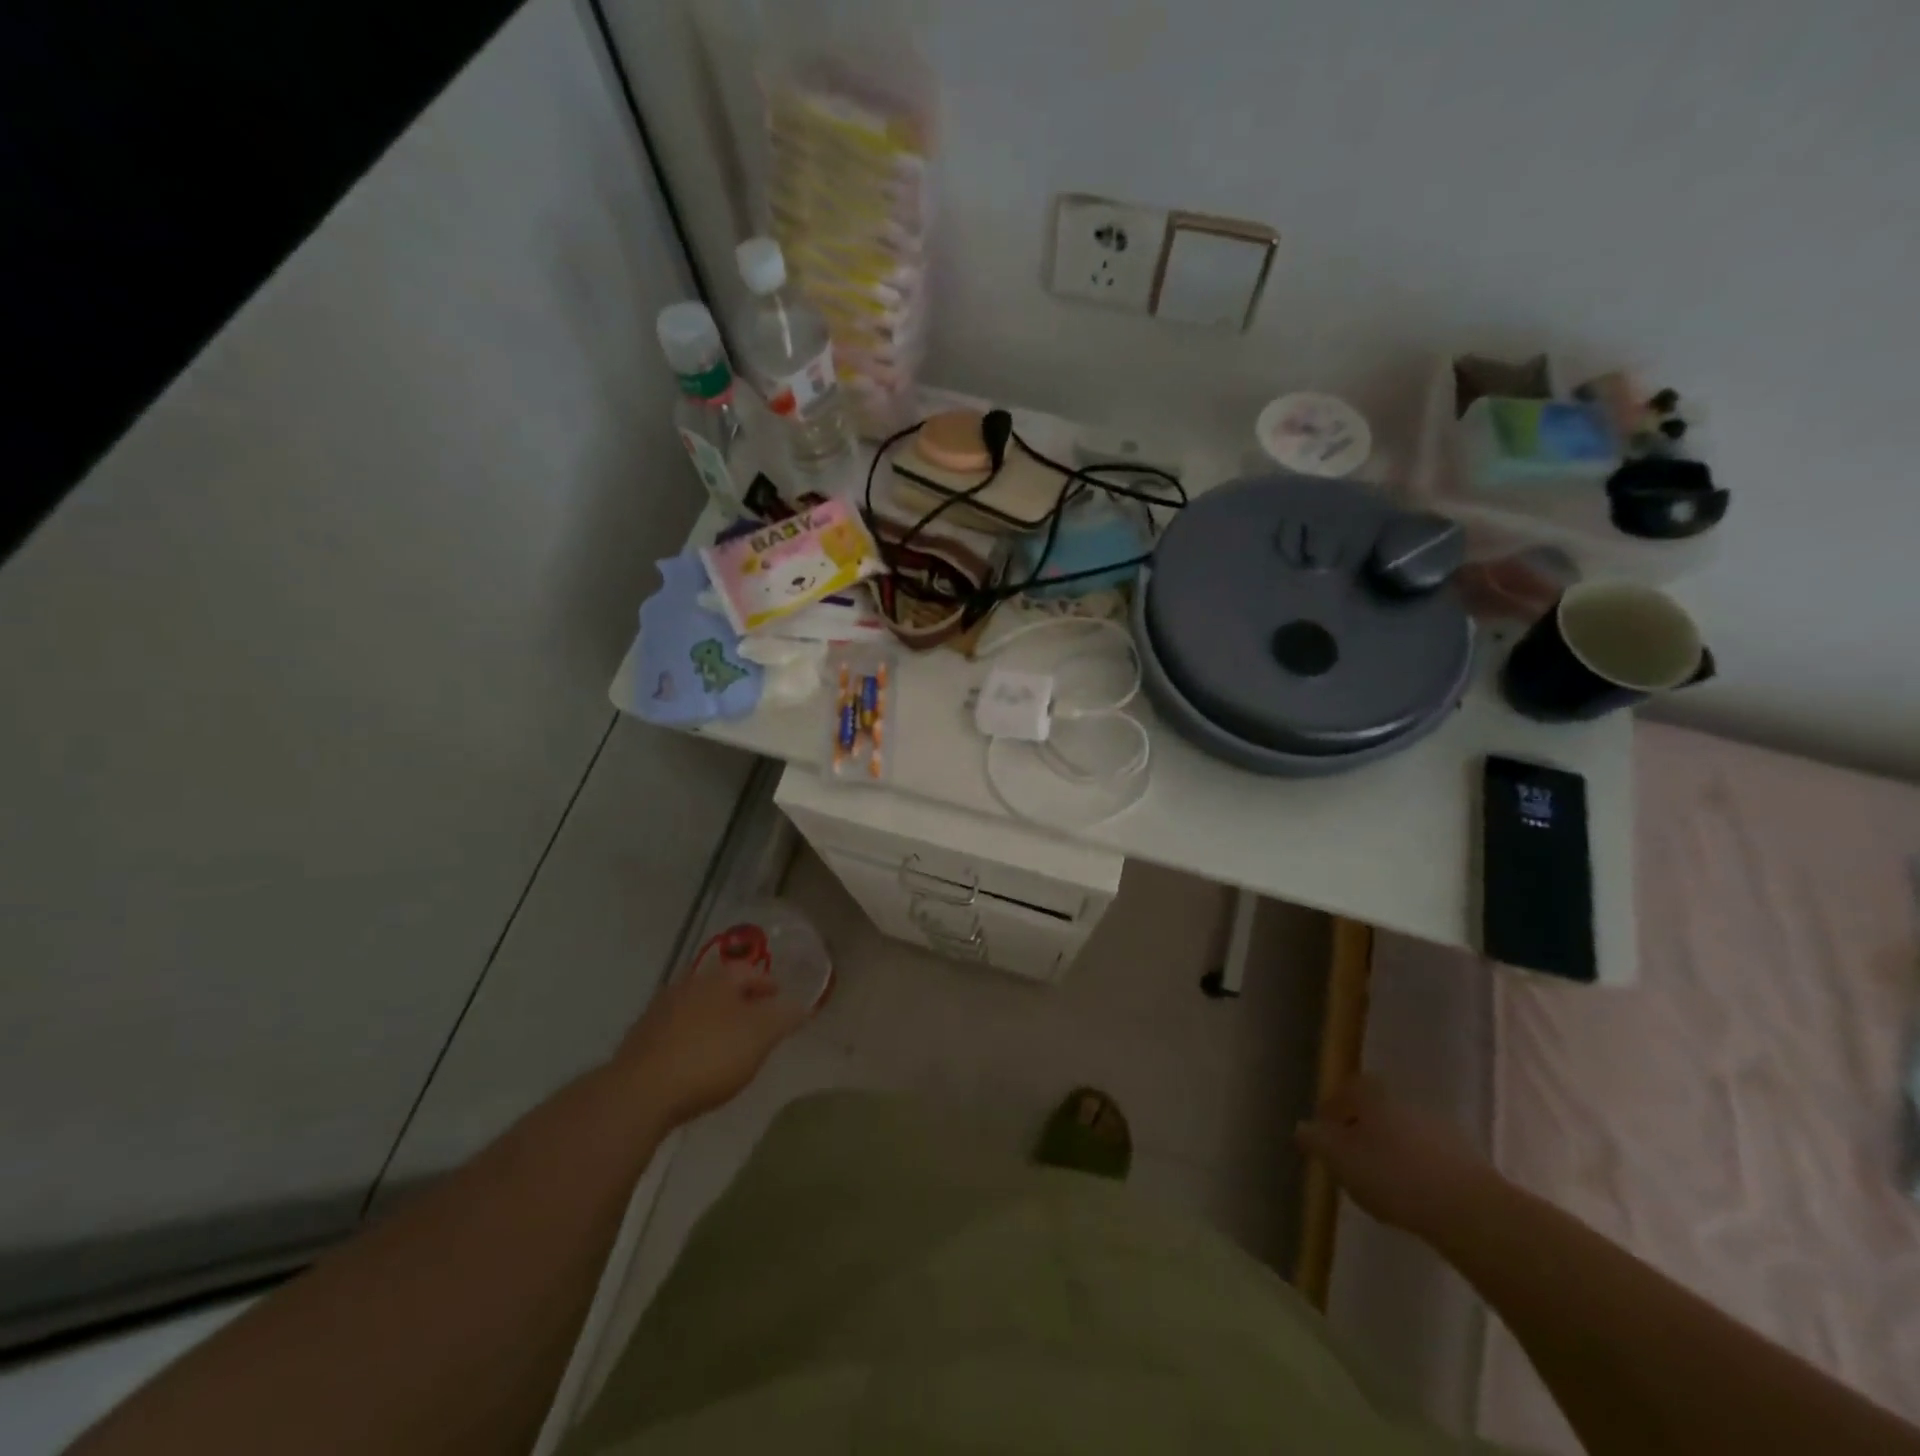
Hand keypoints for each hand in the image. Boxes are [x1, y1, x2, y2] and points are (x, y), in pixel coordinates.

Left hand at [613, 960, 809, 1124]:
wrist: (639, 1093)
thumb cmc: (709, 1057)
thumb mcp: (760, 1036)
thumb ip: (784, 1016)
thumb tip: (801, 1003)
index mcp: (719, 978)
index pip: (752, 972)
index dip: (770, 986)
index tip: (782, 1002)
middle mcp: (688, 984)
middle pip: (722, 988)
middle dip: (742, 1001)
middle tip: (758, 1023)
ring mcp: (660, 1010)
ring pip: (698, 1008)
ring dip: (715, 1020)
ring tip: (730, 1044)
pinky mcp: (641, 1039)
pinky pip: (678, 1031)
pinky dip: (693, 1039)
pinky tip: (697, 1061)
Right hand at [1295, 1075, 1500, 1236]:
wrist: (1471, 1211)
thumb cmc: (1392, 1176)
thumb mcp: (1339, 1160)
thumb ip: (1316, 1141)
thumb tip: (1302, 1128)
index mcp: (1373, 1096)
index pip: (1347, 1089)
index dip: (1334, 1108)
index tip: (1325, 1132)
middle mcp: (1406, 1103)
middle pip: (1377, 1111)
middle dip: (1362, 1131)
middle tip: (1350, 1158)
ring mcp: (1441, 1130)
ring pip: (1404, 1135)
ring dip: (1391, 1152)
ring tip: (1381, 1183)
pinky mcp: (1467, 1161)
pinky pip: (1430, 1159)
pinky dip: (1418, 1171)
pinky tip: (1413, 1198)